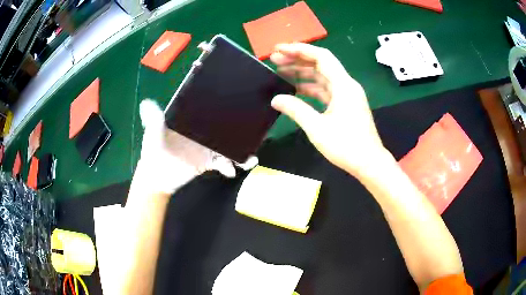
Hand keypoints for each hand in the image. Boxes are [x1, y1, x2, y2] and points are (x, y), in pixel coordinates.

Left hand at [131, 100, 256, 195]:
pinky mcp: (208, 163)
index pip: (210, 111)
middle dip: (239, 130)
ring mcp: (207, 148)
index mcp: (191, 121)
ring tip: (250, 159)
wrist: (157, 176)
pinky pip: (224, 163)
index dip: (224, 108)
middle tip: (254, 131)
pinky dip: (230, 166)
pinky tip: (231, 171)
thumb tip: (147, 102)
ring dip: (240, 151)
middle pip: (224, 128)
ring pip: (228, 146)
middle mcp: (202, 132)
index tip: (239, 105)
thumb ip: (153, 119)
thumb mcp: (152, 133)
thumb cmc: (153, 150)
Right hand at [270, 43, 387, 175]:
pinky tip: (295, 89)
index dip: (299, 50)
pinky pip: (326, 90)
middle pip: (321, 64)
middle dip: (297, 59)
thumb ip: (296, 110)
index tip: (279, 50)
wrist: (369, 163)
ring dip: (303, 73)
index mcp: (343, 85)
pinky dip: (310, 87)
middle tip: (274, 59)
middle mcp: (346, 85)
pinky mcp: (345, 105)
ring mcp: (346, 95)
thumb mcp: (317, 128)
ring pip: (322, 77)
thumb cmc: (346, 146)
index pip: (321, 57)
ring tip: (280, 71)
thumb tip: (276, 99)